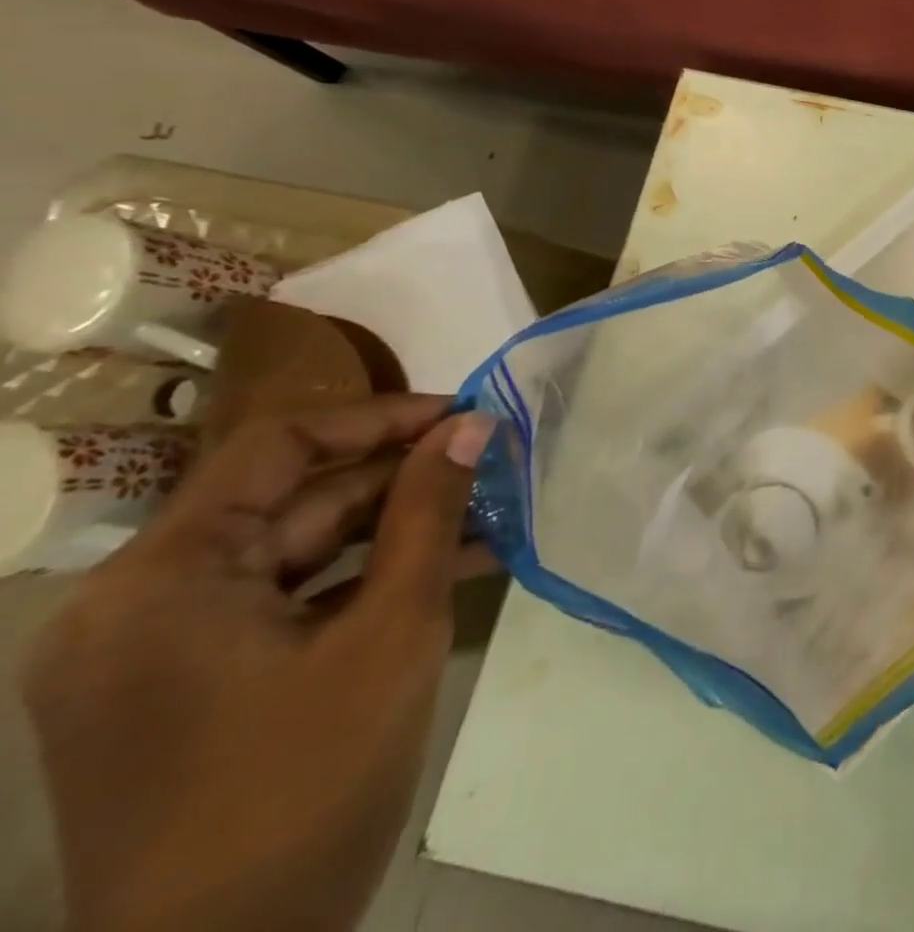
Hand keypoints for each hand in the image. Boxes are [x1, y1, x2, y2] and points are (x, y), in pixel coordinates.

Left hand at [25, 396, 493, 931]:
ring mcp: (159, 650)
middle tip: (495, 459)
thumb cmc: (308, 778)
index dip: (379, 418)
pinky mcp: (192, 685)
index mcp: (160, 580)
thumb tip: (473, 425)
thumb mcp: (392, 628)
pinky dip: (366, 578)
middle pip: (290, 500)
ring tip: (490, 506)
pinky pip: (289, 602)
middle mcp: (138, 603)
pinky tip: (452, 563)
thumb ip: (430, 512)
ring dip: (395, 527)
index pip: (277, 448)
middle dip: (401, 478)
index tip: (465, 415)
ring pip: (298, 551)